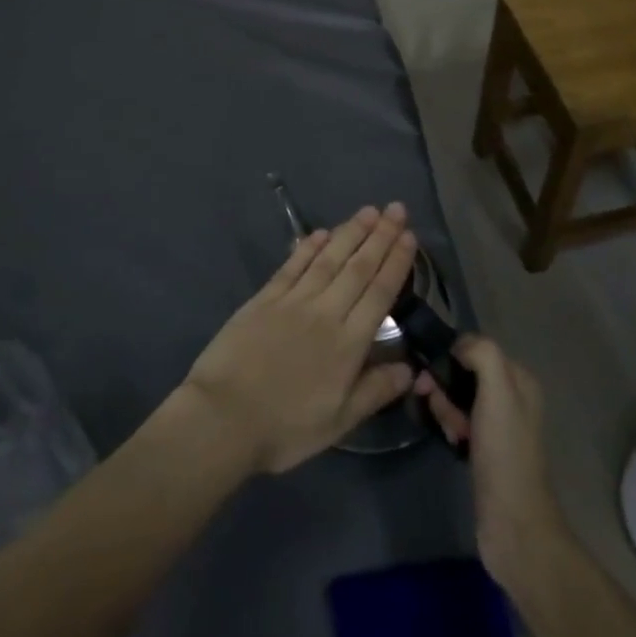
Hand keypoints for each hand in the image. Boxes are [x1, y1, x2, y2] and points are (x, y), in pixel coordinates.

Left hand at [181, 205, 418, 474]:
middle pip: (358, 267)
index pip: (379, 293)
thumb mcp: (338, 422)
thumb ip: (375, 391)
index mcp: (348, 344)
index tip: (409, 236)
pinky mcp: (265, 298)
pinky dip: (308, 246)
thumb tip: (411, 369)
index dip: (396, 262)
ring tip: (368, 211)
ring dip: (350, 232)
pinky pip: (292, 265)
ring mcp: (293, 301)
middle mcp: (325, 312)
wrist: (223, 417)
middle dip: (380, 236)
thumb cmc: (285, 428)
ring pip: (328, 259)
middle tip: (396, 208)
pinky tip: (321, 232)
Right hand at [415, 336, 569, 585]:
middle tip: (442, 412)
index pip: (474, 347)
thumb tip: (457, 346)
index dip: (450, 358)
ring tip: (452, 434)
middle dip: (445, 388)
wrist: (513, 524)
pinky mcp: (485, 448)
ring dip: (446, 410)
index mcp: (519, 378)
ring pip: (457, 398)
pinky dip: (450, 427)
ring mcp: (498, 424)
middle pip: (463, 373)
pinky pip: (458, 421)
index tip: (432, 378)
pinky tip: (452, 443)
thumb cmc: (504, 453)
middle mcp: (511, 396)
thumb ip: (482, 355)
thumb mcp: (498, 393)